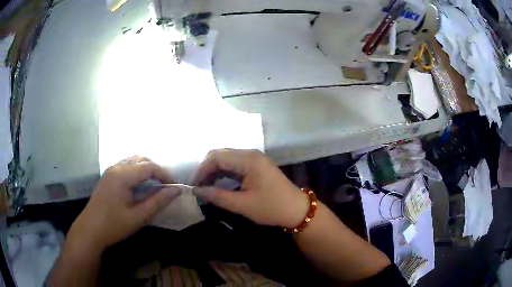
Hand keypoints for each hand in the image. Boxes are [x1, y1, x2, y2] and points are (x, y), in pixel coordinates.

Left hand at [68, 156, 180, 250]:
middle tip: (166, 186)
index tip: (174, 187)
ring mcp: (110, 170)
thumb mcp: (138, 217)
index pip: (149, 166)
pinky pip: (126, 166)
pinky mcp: (108, 176)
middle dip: (156, 169)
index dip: (165, 174)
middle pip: (141, 159)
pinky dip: (137, 171)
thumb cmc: (114, 225)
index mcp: (123, 175)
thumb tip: (176, 190)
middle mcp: (116, 167)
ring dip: (146, 169)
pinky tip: (140, 185)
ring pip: (133, 161)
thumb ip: (158, 202)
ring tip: (155, 185)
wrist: (90, 230)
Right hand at [193, 149, 308, 227]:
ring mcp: (254, 159)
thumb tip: (196, 191)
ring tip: (206, 187)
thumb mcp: (242, 205)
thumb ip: (217, 196)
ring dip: (215, 171)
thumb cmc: (271, 208)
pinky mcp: (256, 166)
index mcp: (248, 160)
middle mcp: (250, 154)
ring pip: (227, 159)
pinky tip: (218, 184)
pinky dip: (224, 173)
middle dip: (207, 169)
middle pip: (221, 155)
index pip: (217, 157)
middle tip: (199, 186)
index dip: (202, 170)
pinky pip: (234, 164)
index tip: (194, 185)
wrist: (296, 210)